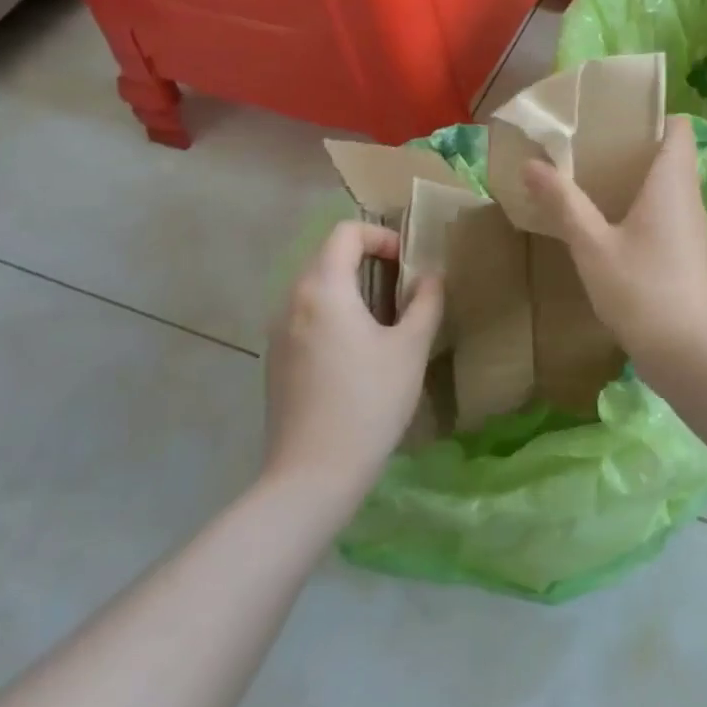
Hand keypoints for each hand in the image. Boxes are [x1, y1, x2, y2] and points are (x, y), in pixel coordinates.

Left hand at [264, 221, 443, 500]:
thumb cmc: (370, 402)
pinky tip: (357, 355)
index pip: (346, 232)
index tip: (408, 265)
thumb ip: (425, 302)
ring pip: (316, 288)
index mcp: (323, 289)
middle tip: (403, 291)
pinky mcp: (276, 360)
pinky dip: (334, 315)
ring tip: (385, 323)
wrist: (314, 473)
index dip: (381, 236)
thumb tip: (430, 277)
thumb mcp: (410, 348)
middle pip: (328, 257)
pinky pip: (306, 317)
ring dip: (351, 289)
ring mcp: (278, 332)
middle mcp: (291, 301)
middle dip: (368, 261)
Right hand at [521, 116, 706, 376]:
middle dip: (631, 149)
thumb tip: (532, 164)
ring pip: (667, 189)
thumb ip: (564, 203)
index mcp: (672, 183)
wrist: (691, 355)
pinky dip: (640, 211)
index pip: (678, 128)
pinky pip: (665, 217)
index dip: (651, 117)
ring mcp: (692, 230)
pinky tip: (607, 229)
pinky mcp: (688, 257)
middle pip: (669, 156)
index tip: (612, 120)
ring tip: (589, 184)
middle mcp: (688, 199)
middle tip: (586, 151)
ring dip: (633, 182)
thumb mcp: (593, 246)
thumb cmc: (642, 291)